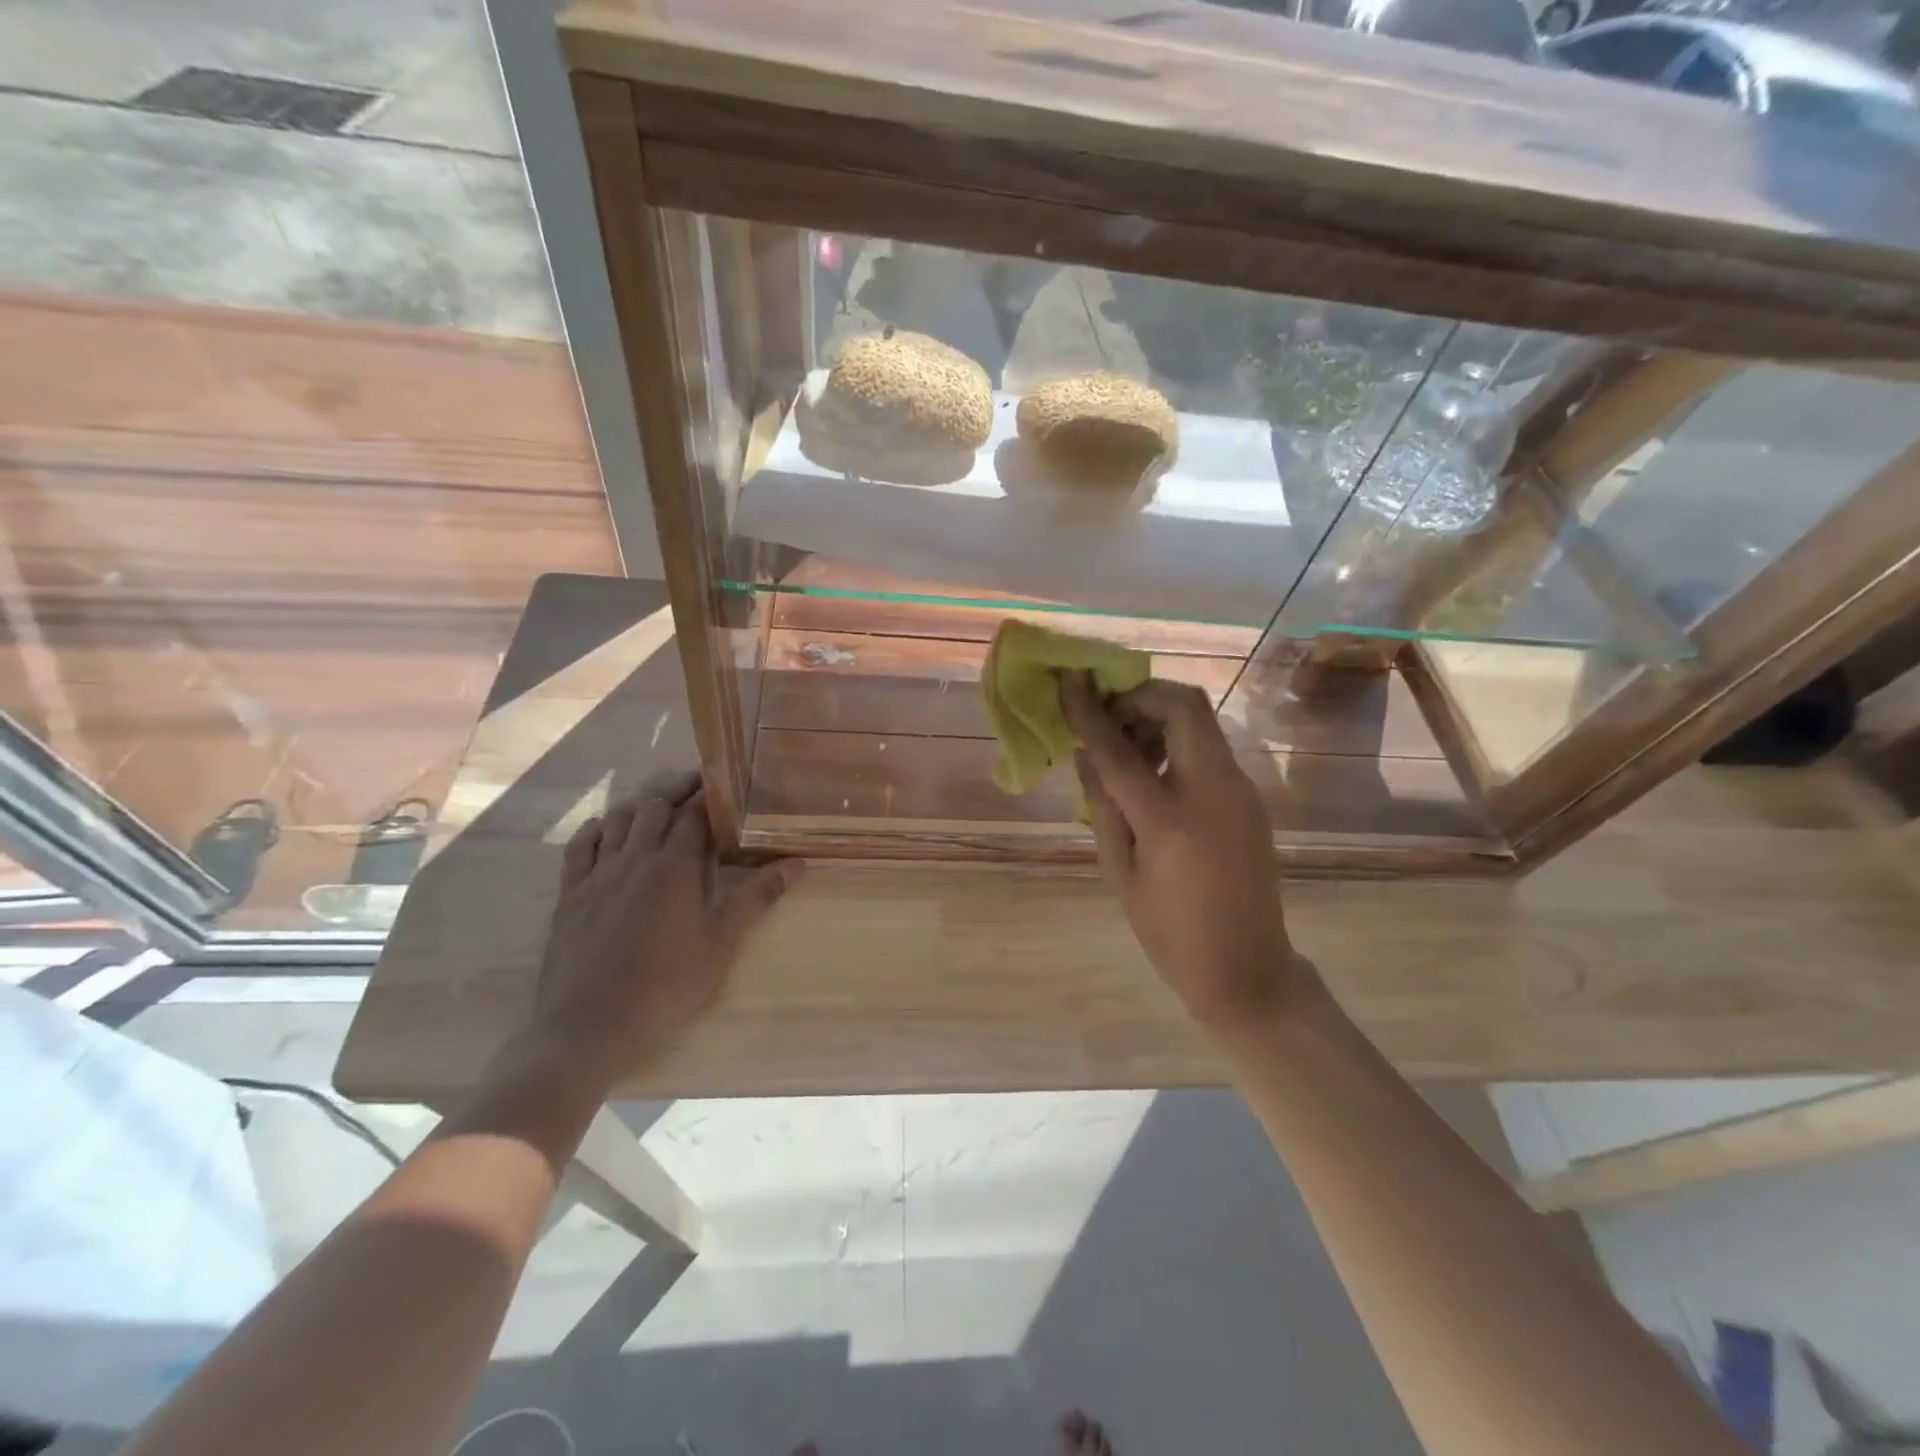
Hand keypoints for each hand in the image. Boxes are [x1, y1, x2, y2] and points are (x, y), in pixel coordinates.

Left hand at [524, 770, 803, 1087]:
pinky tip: (608, 829)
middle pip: (655, 805)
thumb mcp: (722, 945)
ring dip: (642, 804)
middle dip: (678, 789)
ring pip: (619, 819)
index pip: (694, 813)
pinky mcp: (569, 894)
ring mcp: (597, 874)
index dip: (711, 794)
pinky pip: (581, 846)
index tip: (727, 784)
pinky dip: (599, 828)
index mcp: (674, 866)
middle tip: (699, 787)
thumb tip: (798, 864)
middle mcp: (634, 857)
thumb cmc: (666, 987)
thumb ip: (757, 899)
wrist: (588, 1028)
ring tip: (660, 804)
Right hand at [1061, 673, 1304, 1027]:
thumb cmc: (1170, 934)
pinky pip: (1208, 749)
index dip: (1090, 711)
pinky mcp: (1250, 798)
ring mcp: (1240, 791)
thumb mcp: (1120, 874)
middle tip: (1109, 720)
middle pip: (1184, 705)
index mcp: (1171, 821)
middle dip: (1140, 696)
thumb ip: (1102, 806)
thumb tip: (1084, 753)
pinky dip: (1175, 744)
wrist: (1248, 969)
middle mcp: (1214, 792)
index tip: (1069, 680)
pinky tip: (1152, 778)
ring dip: (1158, 719)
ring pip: (1200, 722)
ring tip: (1126, 752)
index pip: (1121, 749)